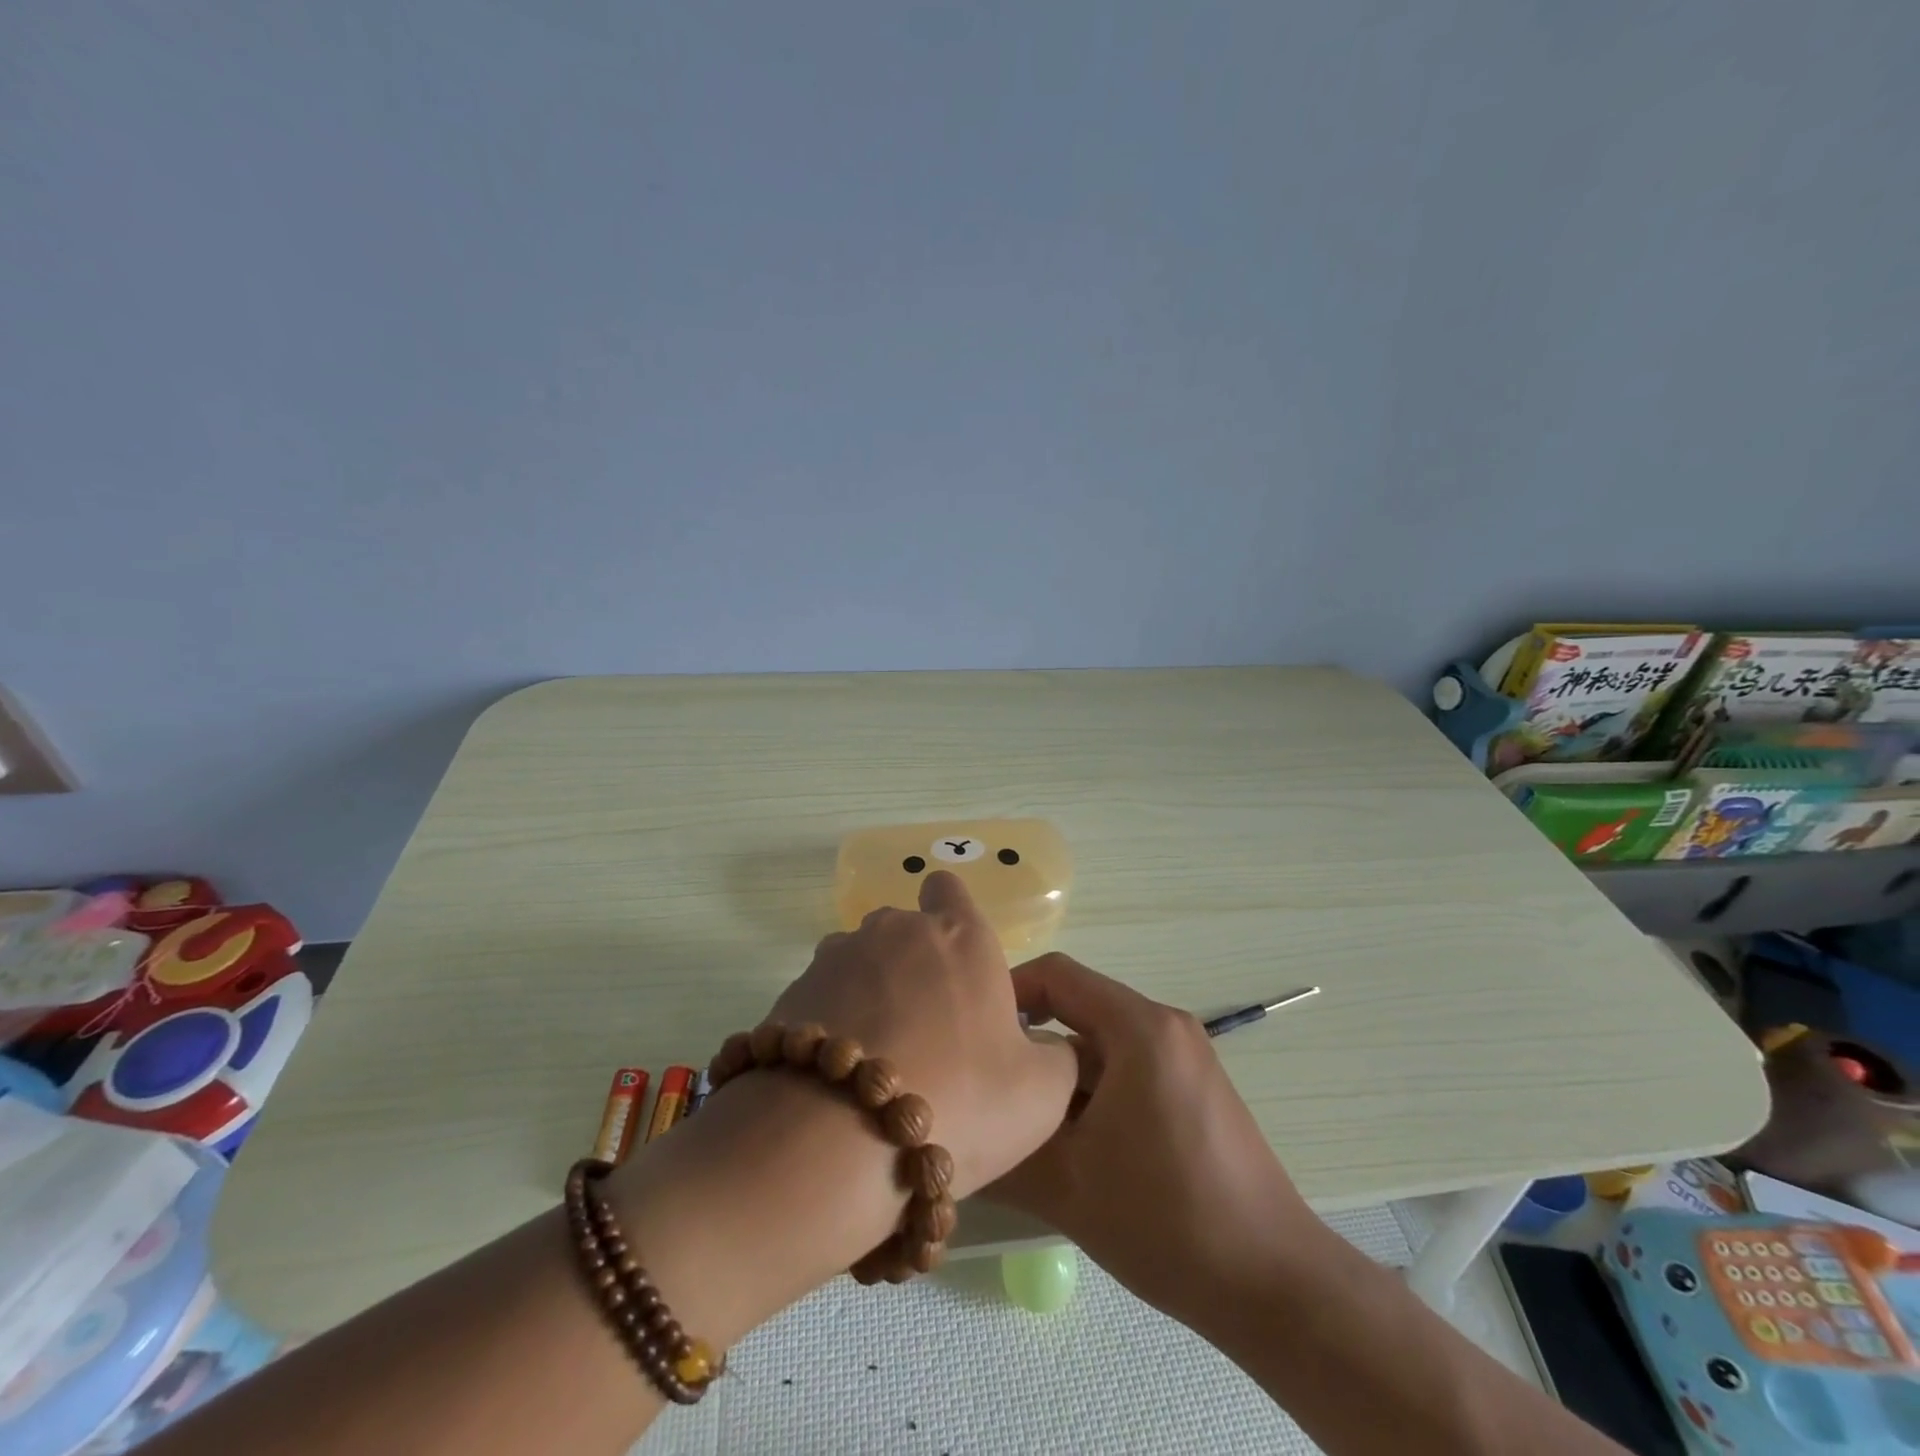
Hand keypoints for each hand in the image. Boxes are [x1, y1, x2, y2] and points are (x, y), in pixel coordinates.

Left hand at [760, 871, 1078, 1199]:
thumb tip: (1044, 1046)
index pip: (949, 888)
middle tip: (926, 1032)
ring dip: (869, 993)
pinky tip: (836, 1078)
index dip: (952, 915)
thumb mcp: (1042, 1095)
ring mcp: (838, 956)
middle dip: (913, 964)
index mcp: (960, 935)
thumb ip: (1056, 1057)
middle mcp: (897, 930)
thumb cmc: (959, 1100)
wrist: (837, 1139)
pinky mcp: (794, 991)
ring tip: (878, 1060)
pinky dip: (832, 1024)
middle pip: (904, 928)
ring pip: (859, 961)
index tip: (958, 963)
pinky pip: (821, 997)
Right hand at [989, 954, 1325, 1325]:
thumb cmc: (1167, 1221)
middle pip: (1079, 1008)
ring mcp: (1186, 1056)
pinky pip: (1128, 1067)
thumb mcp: (1068, 1186)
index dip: (1007, 992)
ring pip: (1102, 1043)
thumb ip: (1003, 1151)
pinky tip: (1075, 1143)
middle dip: (1032, 1044)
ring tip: (1024, 1122)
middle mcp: (1166, 1026)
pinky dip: (1093, 1091)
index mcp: (1140, 1028)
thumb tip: (955, 1136)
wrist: (1274, 1285)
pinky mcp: (1195, 1087)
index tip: (972, 1033)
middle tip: (990, 1085)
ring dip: (1061, 1075)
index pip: (1057, 974)